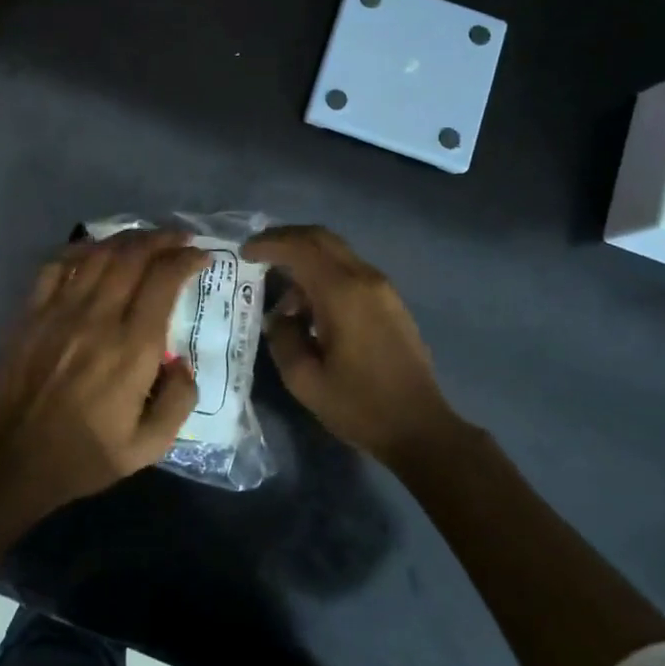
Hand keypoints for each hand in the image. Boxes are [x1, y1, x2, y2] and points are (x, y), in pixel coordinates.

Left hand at [0, 230, 207, 510]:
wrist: (12, 460)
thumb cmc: (84, 455)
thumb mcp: (148, 447)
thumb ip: (179, 401)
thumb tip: (183, 362)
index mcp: (131, 348)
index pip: (163, 280)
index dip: (186, 259)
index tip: (202, 257)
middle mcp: (98, 318)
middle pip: (133, 255)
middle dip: (162, 239)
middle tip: (179, 239)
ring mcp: (60, 310)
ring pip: (98, 253)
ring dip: (127, 238)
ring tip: (145, 239)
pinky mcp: (32, 312)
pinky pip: (58, 264)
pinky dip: (82, 248)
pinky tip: (95, 249)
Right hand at [244, 225, 466, 467]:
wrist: (420, 427)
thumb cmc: (359, 406)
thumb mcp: (304, 380)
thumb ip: (283, 338)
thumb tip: (280, 317)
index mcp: (342, 293)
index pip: (300, 248)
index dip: (269, 244)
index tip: (244, 253)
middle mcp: (365, 278)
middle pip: (321, 238)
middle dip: (286, 239)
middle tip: (259, 254)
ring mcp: (383, 288)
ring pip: (337, 254)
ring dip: (306, 261)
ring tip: (282, 297)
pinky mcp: (391, 302)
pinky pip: (350, 272)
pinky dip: (324, 275)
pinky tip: (311, 308)